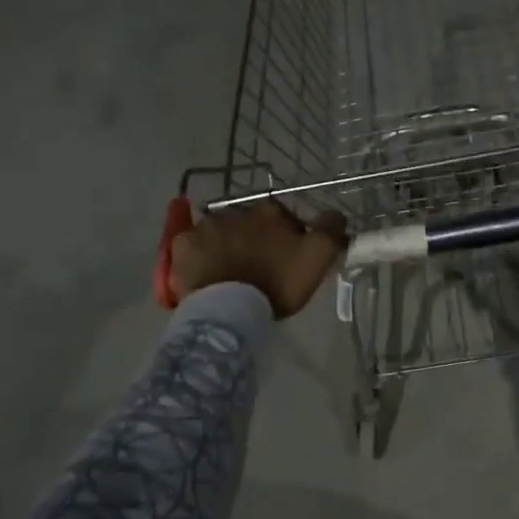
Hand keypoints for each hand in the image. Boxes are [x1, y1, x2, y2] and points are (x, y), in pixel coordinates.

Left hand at [169, 201, 347, 317]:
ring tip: (230, 273)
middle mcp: (237, 209)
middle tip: (259, 269)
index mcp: (271, 211)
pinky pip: (193, 245)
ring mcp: (205, 226)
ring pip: (221, 232)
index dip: (290, 239)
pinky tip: (206, 272)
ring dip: (227, 245)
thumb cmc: (276, 283)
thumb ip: (331, 231)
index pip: (285, 219)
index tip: (289, 261)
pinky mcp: (182, 245)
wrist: (229, 309)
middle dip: (256, 239)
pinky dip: (200, 255)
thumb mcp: (318, 258)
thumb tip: (336, 215)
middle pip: (252, 224)